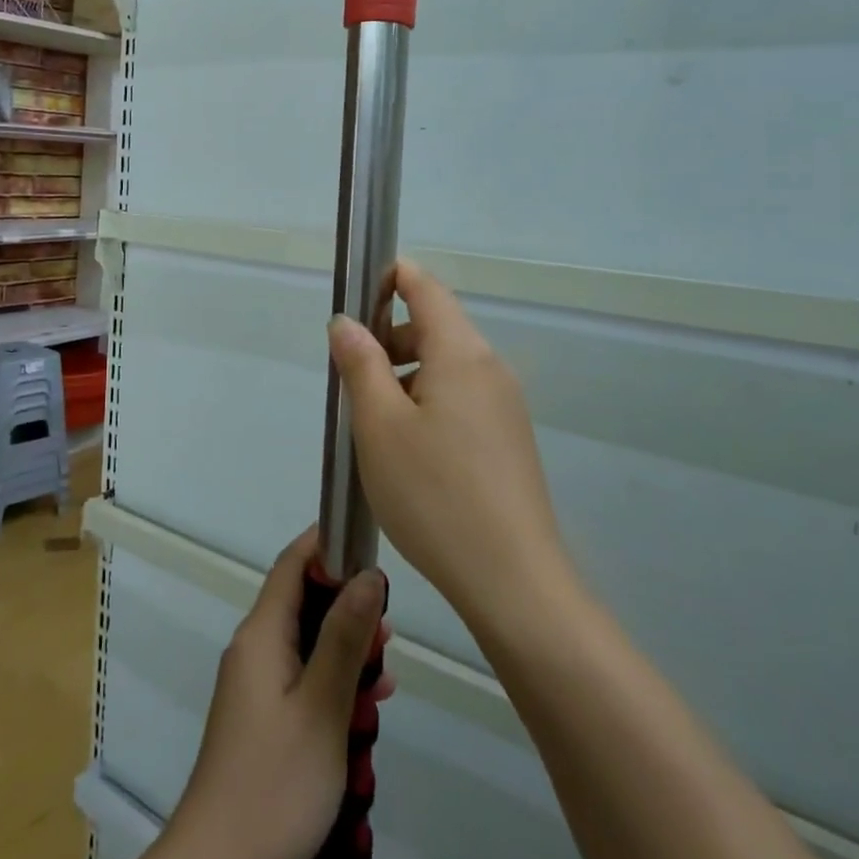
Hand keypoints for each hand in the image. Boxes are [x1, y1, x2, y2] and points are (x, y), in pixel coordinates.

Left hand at [164, 528, 391, 858]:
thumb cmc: (276, 781)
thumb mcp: (322, 707)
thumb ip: (344, 638)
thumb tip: (367, 575)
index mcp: (261, 633)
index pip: (292, 564)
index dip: (327, 546)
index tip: (369, 548)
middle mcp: (254, 648)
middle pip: (304, 603)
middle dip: (347, 609)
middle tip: (388, 632)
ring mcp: (257, 684)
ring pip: (308, 644)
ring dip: (346, 653)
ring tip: (384, 677)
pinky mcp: (264, 716)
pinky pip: (303, 678)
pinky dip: (334, 684)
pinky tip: (366, 709)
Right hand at [328, 259, 570, 631]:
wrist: (512, 581)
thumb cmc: (433, 494)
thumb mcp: (379, 425)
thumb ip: (360, 364)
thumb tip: (346, 322)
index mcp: (461, 353)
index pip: (426, 288)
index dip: (391, 277)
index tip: (354, 292)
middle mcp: (490, 369)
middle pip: (435, 327)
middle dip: (389, 336)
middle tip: (350, 375)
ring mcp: (505, 406)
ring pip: (446, 366)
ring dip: (405, 374)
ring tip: (372, 420)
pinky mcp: (508, 439)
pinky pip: (461, 398)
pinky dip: (427, 401)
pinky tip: (406, 449)